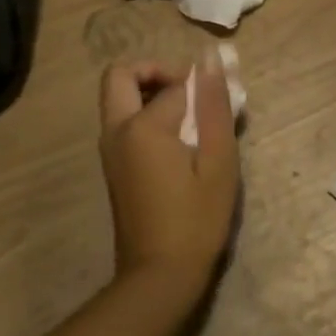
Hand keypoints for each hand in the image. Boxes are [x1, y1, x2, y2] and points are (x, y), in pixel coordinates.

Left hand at [99, 53, 239, 289]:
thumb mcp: (218, 162)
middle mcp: (116, 131)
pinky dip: (145, 116)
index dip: (203, 88)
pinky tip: (178, 143)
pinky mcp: (112, 167)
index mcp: (141, 127)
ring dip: (149, 93)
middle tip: (190, 91)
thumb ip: (214, 106)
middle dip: (156, 72)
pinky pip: (122, 122)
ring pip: (118, 98)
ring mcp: (109, 150)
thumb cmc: (196, 220)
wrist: (159, 276)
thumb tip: (211, 59)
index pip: (175, 86)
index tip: (226, 107)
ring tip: (190, 118)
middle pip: (121, 75)